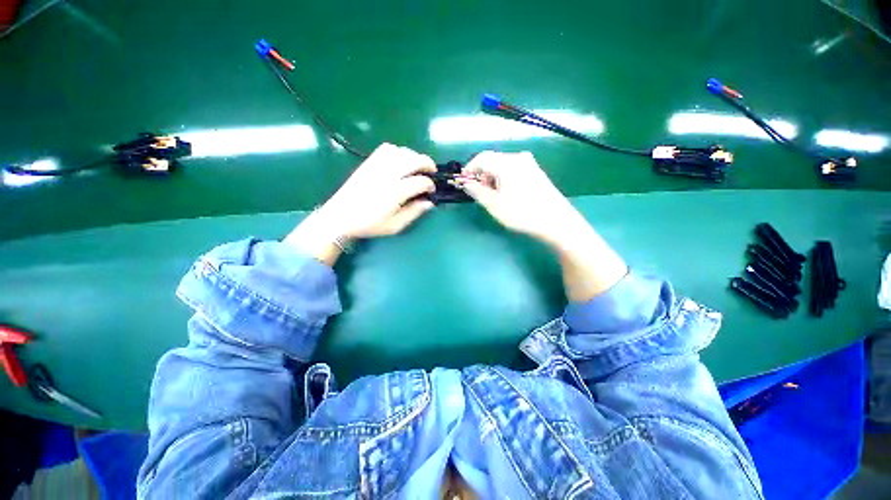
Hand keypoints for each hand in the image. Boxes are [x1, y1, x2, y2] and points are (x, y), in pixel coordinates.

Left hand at [285, 143, 436, 263]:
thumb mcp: (395, 225)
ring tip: (417, 166)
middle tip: (432, 173)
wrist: (340, 217)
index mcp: (396, 192)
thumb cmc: (369, 224)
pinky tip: (400, 161)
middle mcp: (388, 174)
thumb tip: (429, 203)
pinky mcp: (369, 163)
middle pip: (414, 160)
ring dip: (414, 156)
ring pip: (402, 151)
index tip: (432, 191)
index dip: (430, 185)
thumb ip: (414, 212)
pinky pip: (387, 149)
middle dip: (427, 164)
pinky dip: (398, 151)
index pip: (420, 181)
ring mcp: (377, 166)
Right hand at [456, 151, 584, 245]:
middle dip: (482, 175)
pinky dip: (504, 179)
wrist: (556, 221)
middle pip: (493, 161)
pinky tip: (506, 193)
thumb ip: (477, 191)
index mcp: (507, 163)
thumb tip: (466, 183)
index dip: (469, 169)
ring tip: (492, 196)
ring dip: (493, 177)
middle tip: (478, 193)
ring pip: (503, 166)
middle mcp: (518, 157)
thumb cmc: (522, 213)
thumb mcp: (494, 205)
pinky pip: (514, 170)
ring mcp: (530, 164)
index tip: (463, 182)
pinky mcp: (536, 172)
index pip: (481, 158)